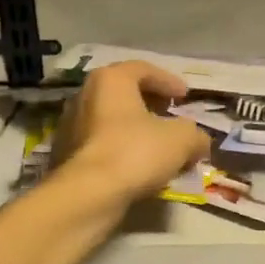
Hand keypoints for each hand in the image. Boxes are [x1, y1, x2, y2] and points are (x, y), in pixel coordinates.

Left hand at [52, 61, 209, 208]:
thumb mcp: (181, 139)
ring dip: (136, 129)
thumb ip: (195, 134)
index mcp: (111, 80)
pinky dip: (121, 148)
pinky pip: (101, 143)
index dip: (168, 81)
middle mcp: (85, 95)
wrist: (89, 194)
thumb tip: (198, 142)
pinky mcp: (66, 154)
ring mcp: (71, 125)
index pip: (143, 69)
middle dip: (151, 104)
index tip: (184, 96)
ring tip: (158, 146)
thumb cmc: (136, 152)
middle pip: (124, 93)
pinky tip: (138, 166)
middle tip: (171, 116)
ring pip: (111, 120)